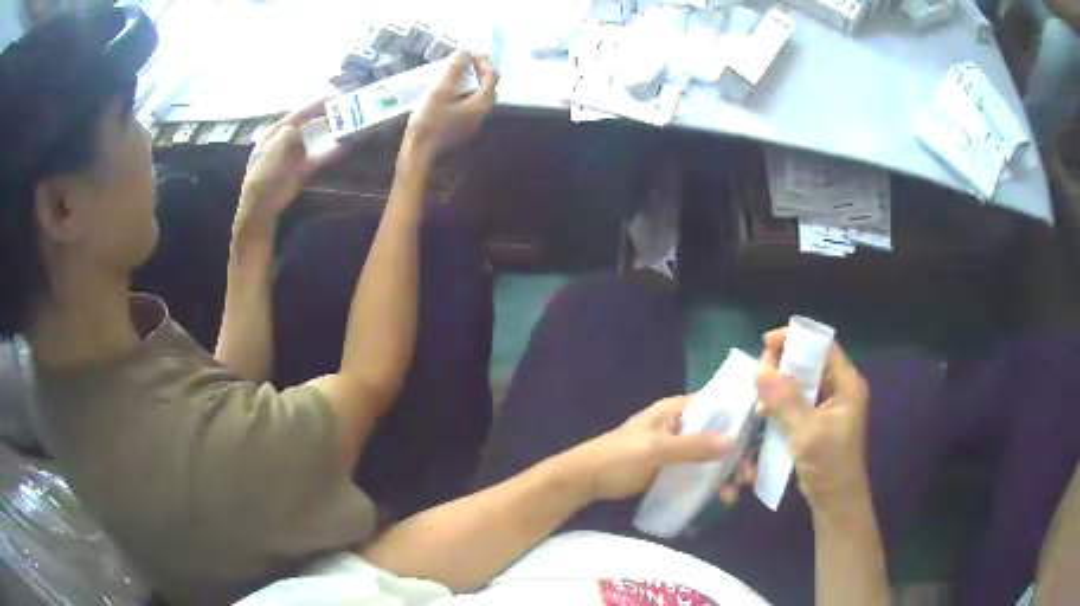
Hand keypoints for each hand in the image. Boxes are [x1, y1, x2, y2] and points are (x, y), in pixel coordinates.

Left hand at [240, 101, 351, 220]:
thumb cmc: (262, 176)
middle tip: (347, 109)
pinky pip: (319, 158)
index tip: (335, 95)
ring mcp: (295, 156)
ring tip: (350, 124)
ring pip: (316, 140)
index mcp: (275, 133)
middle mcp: (286, 141)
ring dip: (331, 134)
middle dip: (327, 118)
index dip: (315, 104)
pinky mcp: (303, 170)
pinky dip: (330, 152)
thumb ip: (286, 135)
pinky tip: (345, 146)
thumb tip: (299, 127)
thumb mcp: (271, 151)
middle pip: (309, 125)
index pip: (298, 114)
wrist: (261, 208)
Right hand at [403, 50, 497, 161]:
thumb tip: (465, 51)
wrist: (419, 153)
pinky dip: (463, 95)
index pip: (491, 77)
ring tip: (455, 75)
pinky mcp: (461, 130)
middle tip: (465, 62)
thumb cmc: (429, 121)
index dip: (483, 61)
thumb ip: (454, 70)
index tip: (470, 52)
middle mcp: (481, 114)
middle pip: (487, 88)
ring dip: (470, 84)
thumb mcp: (440, 91)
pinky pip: (467, 107)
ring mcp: (472, 124)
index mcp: (481, 103)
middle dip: (479, 72)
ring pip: (477, 98)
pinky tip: (447, 94)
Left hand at [567, 396, 733, 501]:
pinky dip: (711, 480)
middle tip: (747, 476)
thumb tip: (733, 442)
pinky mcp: (672, 466)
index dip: (740, 418)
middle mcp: (681, 424)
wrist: (585, 480)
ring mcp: (677, 446)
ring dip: (726, 471)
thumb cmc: (618, 457)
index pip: (717, 404)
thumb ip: (693, 446)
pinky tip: (721, 497)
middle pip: (718, 433)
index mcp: (676, 409)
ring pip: (711, 454)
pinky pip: (699, 469)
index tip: (760, 437)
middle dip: (736, 453)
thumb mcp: (656, 450)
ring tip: (735, 492)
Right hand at [756, 329, 871, 515]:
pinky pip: (797, 403)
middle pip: (810, 364)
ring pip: (801, 384)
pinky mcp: (818, 423)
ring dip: (779, 388)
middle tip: (758, 375)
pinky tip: (764, 414)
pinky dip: (781, 405)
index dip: (796, 340)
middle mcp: (840, 390)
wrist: (836, 503)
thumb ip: (785, 401)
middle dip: (783, 366)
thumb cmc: (830, 465)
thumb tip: (760, 370)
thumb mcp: (807, 432)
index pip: (823, 347)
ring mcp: (829, 408)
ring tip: (758, 399)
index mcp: (847, 384)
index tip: (766, 343)